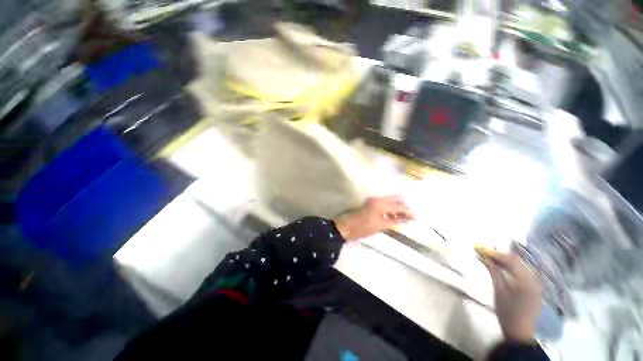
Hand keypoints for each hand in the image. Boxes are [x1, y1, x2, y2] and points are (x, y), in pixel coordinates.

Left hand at [333, 196, 413, 241]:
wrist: (346, 227)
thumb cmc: (363, 227)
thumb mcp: (380, 226)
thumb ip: (394, 221)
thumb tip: (405, 219)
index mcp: (380, 203)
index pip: (398, 205)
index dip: (408, 211)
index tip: (416, 217)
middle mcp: (377, 199)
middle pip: (394, 200)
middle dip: (403, 206)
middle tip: (411, 214)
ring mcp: (373, 201)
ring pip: (389, 201)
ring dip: (397, 207)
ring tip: (405, 215)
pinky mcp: (370, 204)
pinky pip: (384, 204)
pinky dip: (390, 209)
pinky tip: (395, 216)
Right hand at [476, 250, 540, 342]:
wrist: (519, 330)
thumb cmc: (506, 311)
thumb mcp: (497, 290)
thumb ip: (492, 271)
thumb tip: (482, 256)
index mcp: (525, 281)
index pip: (510, 260)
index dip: (495, 253)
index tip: (480, 249)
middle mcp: (533, 279)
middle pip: (516, 260)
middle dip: (499, 255)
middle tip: (483, 253)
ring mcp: (535, 282)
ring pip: (519, 264)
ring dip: (504, 260)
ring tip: (490, 259)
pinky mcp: (534, 286)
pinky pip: (522, 270)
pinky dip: (510, 266)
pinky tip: (501, 267)